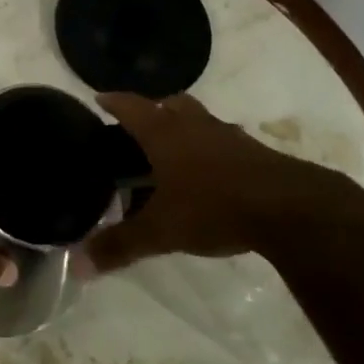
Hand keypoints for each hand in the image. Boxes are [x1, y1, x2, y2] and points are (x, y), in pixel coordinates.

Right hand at [83, 91, 336, 271]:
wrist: (289, 207)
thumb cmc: (213, 206)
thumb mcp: (161, 231)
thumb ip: (120, 245)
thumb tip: (75, 265)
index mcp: (164, 133)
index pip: (131, 106)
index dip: (113, 101)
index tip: (99, 98)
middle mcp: (194, 124)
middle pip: (169, 104)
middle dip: (152, 111)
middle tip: (138, 130)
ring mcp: (227, 135)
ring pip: (198, 120)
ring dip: (184, 128)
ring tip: (173, 152)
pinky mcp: (253, 152)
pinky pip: (222, 141)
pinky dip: (209, 150)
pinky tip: (209, 174)